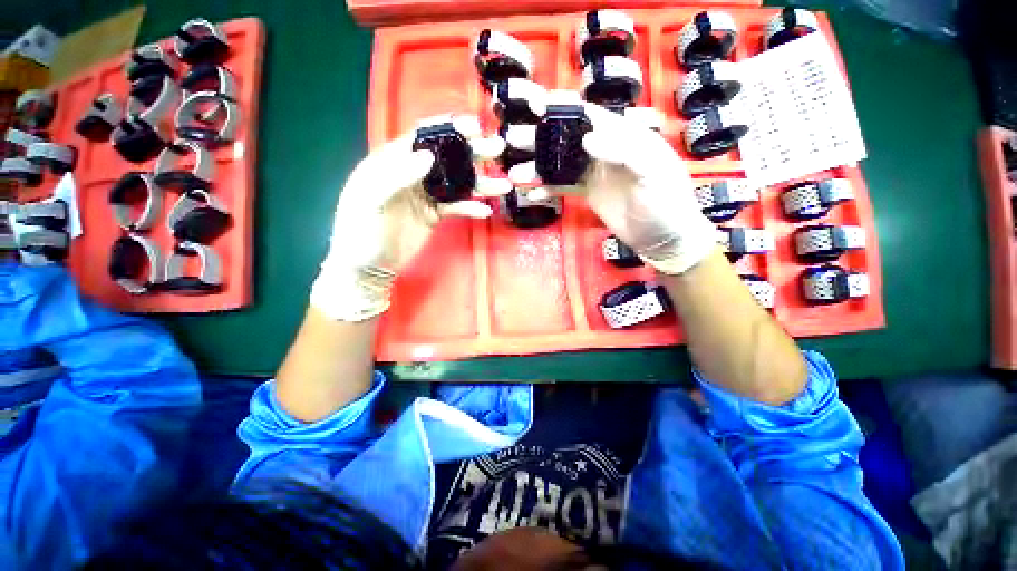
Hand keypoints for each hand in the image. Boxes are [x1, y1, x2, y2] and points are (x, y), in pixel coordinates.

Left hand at [310, 115, 507, 321]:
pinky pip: (457, 207)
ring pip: (457, 183)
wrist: (369, 266)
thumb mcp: (370, 201)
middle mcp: (413, 173)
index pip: (422, 137)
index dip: (448, 128)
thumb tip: (428, 156)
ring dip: (480, 183)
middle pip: (446, 157)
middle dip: (472, 152)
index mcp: (392, 161)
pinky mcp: (435, 215)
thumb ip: (396, 176)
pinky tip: (485, 211)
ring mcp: (426, 195)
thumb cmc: (360, 231)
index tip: (474, 126)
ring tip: (503, 184)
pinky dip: (471, 208)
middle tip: (498, 150)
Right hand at [510, 95, 716, 274]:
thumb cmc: (666, 202)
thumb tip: (587, 139)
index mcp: (624, 135)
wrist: (663, 238)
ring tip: (514, 173)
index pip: (590, 114)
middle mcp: (605, 150)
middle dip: (540, 137)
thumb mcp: (654, 172)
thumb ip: (625, 150)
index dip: (563, 107)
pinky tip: (531, 194)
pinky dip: (547, 190)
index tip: (537, 105)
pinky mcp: (588, 194)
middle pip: (567, 138)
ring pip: (561, 164)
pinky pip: (564, 188)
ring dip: (537, 167)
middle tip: (512, 140)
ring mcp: (594, 173)